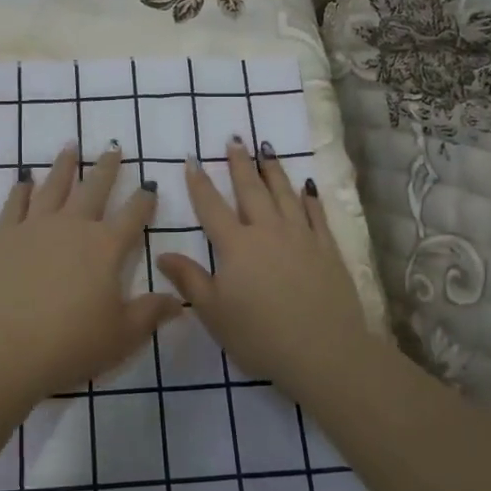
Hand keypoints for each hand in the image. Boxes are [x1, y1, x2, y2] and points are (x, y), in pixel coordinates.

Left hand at [0, 144, 181, 401]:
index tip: (149, 186)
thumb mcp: (122, 335)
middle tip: (113, 148)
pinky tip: (25, 181)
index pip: (133, 215)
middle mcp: (73, 226)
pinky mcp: (4, 236)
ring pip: (54, 186)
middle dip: (107, 168)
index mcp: (106, 247)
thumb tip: (178, 301)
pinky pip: (15, 204)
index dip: (144, 200)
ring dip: (64, 165)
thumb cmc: (72, 344)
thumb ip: (151, 313)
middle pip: (94, 188)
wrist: (6, 349)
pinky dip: (22, 190)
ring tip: (71, 146)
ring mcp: (35, 227)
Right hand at [155, 141, 371, 390]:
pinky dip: (309, 197)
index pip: (212, 207)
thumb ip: (189, 280)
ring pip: (284, 194)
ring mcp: (301, 237)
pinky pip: (316, 214)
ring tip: (266, 148)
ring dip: (273, 170)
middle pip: (251, 190)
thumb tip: (163, 254)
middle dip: (240, 164)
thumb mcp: (214, 313)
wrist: (324, 351)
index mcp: (236, 246)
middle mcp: (268, 231)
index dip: (199, 183)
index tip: (192, 159)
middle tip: (235, 139)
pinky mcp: (327, 248)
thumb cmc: (260, 336)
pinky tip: (306, 186)